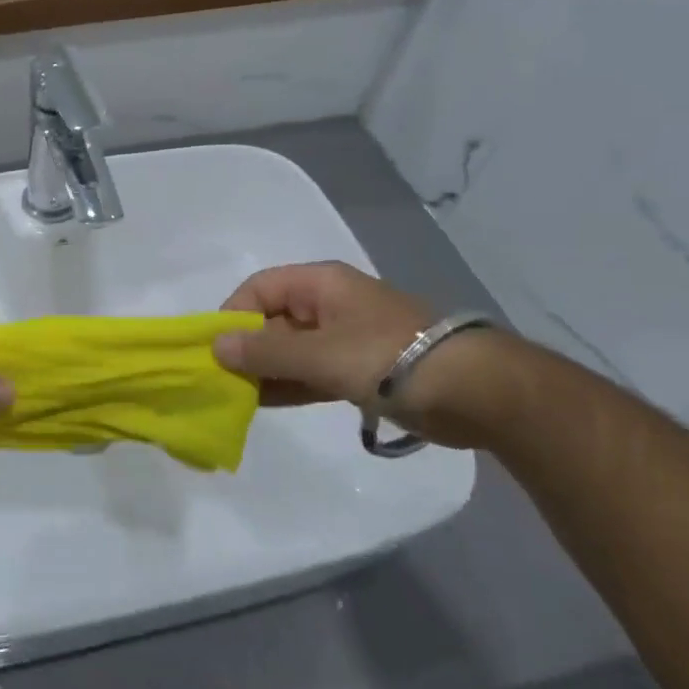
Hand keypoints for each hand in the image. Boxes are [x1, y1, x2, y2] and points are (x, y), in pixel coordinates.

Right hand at [213, 263, 512, 447]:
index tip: (216, 352)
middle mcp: (327, 305)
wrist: (473, 392)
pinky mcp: (357, 370)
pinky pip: (310, 372)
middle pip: (271, 320)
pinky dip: (287, 385)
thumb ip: (265, 352)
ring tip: (236, 398)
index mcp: (319, 285)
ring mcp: (343, 339)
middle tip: (222, 383)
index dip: (233, 316)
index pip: (258, 289)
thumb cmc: (388, 358)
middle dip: (245, 349)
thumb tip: (215, 347)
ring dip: (264, 371)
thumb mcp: (320, 354)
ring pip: (289, 350)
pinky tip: (263, 404)